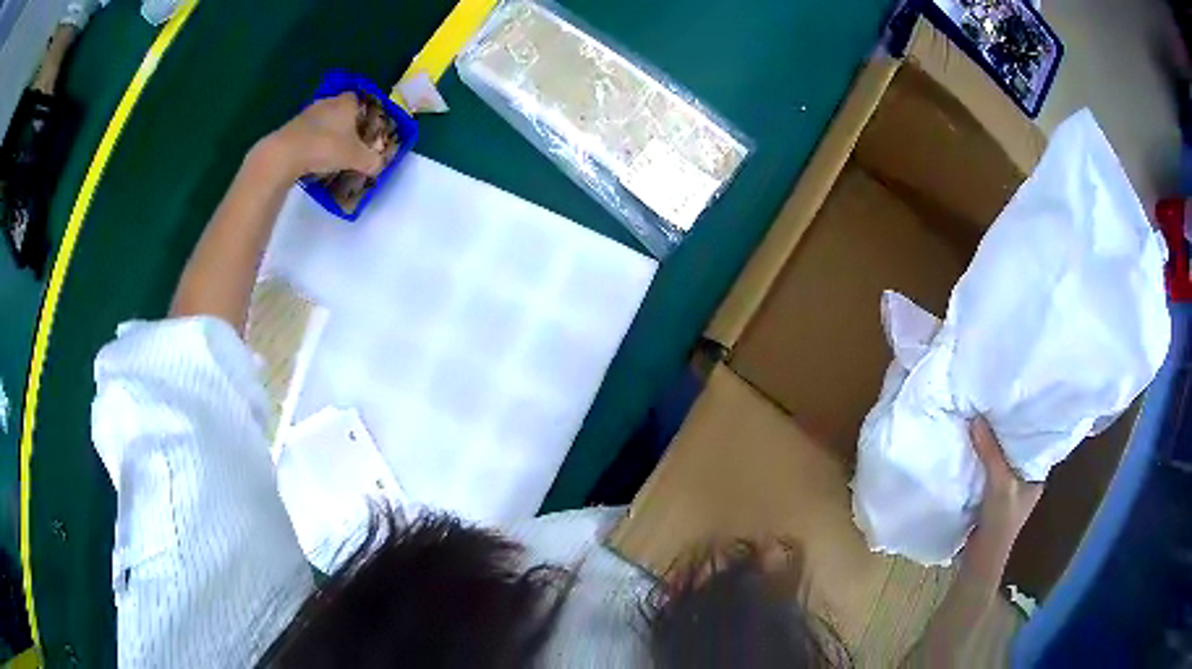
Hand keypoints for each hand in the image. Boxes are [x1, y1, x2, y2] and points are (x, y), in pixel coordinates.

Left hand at [252, 92, 384, 181]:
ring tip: (332, 152)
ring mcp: (307, 114)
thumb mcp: (355, 158)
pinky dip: (313, 142)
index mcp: (346, 102)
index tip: (366, 127)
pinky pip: (308, 133)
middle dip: (346, 124)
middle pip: (341, 110)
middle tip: (351, 142)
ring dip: (328, 133)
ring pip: (323, 121)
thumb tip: (379, 166)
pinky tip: (314, 158)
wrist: (285, 154)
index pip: (359, 99)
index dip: (364, 111)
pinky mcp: (291, 128)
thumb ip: (371, 161)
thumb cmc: (326, 147)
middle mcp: (327, 102)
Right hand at [971, 416, 1043, 547]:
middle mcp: (1025, 477)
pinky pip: (988, 469)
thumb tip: (976, 417)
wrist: (980, 560)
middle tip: (993, 403)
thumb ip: (990, 452)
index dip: (1026, 419)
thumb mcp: (999, 484)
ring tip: (981, 418)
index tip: (1014, 398)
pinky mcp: (992, 495)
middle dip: (1004, 429)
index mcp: (1037, 473)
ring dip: (991, 444)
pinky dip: (981, 458)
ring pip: (1001, 457)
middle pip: (1015, 446)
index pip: (1035, 438)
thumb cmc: (1000, 522)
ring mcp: (1009, 487)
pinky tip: (972, 446)